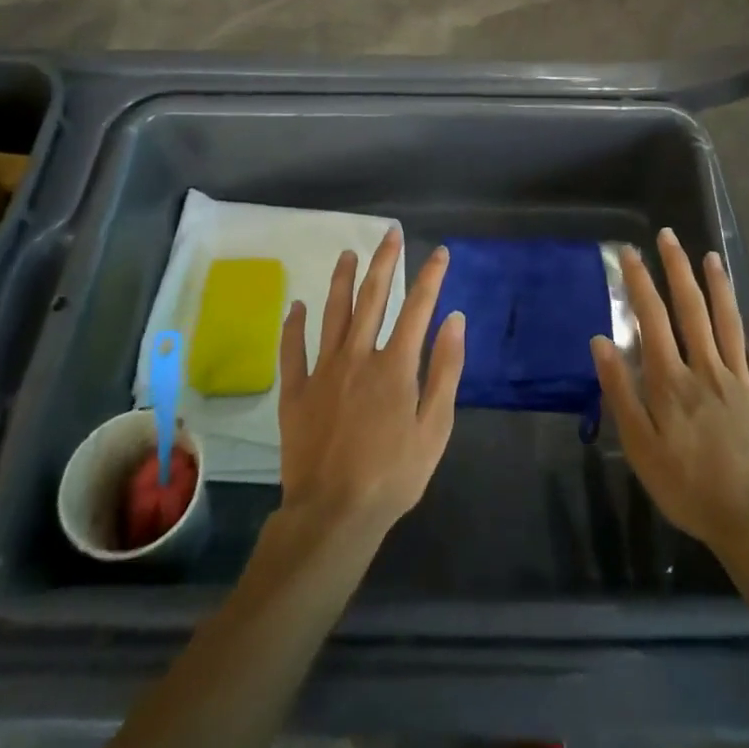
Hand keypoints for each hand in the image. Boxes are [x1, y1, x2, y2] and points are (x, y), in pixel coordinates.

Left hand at [277, 228, 465, 540]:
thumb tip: (455, 320)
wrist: (334, 514)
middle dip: (384, 261)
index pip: (418, 307)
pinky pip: (293, 350)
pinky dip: (294, 326)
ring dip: (341, 280)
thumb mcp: (435, 428)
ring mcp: (323, 371)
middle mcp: (358, 356)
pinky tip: (297, 306)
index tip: (440, 252)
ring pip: (333, 313)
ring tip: (347, 253)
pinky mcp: (296, 391)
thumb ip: (446, 370)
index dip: (431, 276)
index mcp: (395, 365)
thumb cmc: (394, 475)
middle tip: (390, 233)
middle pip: (372, 297)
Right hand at [591, 229, 748, 563]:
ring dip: (719, 287)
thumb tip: (601, 341)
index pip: (652, 318)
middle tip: (669, 236)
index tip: (629, 252)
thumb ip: (621, 391)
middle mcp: (707, 369)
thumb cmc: (688, 487)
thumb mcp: (640, 447)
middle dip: (678, 269)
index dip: (639, 282)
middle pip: (692, 309)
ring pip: (729, 323)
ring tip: (711, 256)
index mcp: (672, 380)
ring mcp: (741, 382)